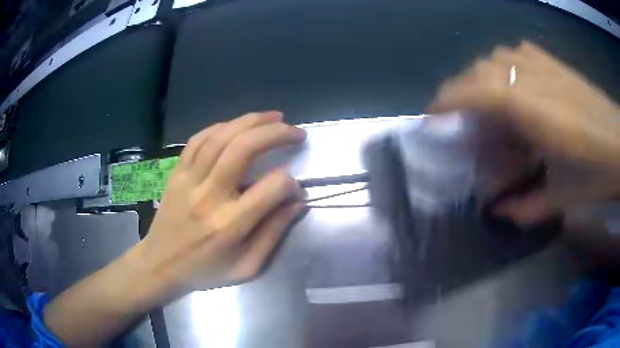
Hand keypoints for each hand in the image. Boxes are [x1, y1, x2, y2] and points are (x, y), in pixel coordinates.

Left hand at [135, 111, 306, 295]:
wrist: (160, 265)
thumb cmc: (204, 271)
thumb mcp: (246, 268)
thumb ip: (273, 235)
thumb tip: (296, 202)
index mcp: (229, 225)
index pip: (271, 188)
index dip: (291, 183)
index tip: (295, 188)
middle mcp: (209, 196)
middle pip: (243, 148)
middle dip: (275, 133)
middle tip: (296, 132)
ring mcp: (188, 180)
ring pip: (220, 137)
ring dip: (251, 121)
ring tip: (274, 117)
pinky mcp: (176, 173)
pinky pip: (197, 140)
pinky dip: (220, 127)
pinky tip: (236, 125)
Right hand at [428, 42, 619, 222]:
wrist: (617, 140)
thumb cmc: (592, 168)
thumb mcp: (559, 197)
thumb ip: (525, 207)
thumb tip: (498, 212)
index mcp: (525, 105)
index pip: (468, 91)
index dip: (442, 103)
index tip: (429, 121)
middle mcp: (524, 73)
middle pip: (475, 72)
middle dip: (458, 93)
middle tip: (459, 119)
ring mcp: (536, 60)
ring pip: (492, 59)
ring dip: (480, 78)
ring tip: (486, 102)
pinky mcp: (548, 58)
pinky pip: (513, 53)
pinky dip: (503, 66)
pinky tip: (513, 82)